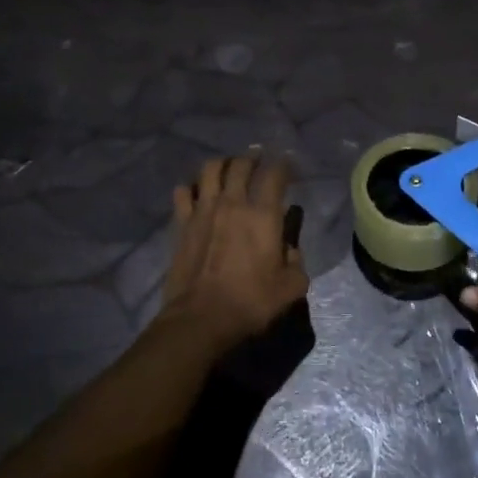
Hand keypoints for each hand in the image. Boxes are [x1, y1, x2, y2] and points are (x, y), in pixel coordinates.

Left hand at [160, 156, 307, 348]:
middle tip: (259, 163)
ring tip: (229, 170)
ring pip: (210, 169)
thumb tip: (289, 249)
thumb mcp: (291, 286)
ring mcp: (203, 210)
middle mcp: (233, 203)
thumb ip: (296, 261)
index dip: (285, 166)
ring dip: (223, 164)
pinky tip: (198, 194)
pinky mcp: (182, 224)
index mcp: (263, 214)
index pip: (275, 174)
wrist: (201, 319)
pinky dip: (192, 187)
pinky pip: (184, 192)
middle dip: (253, 159)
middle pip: (241, 164)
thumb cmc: (251, 302)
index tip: (289, 168)